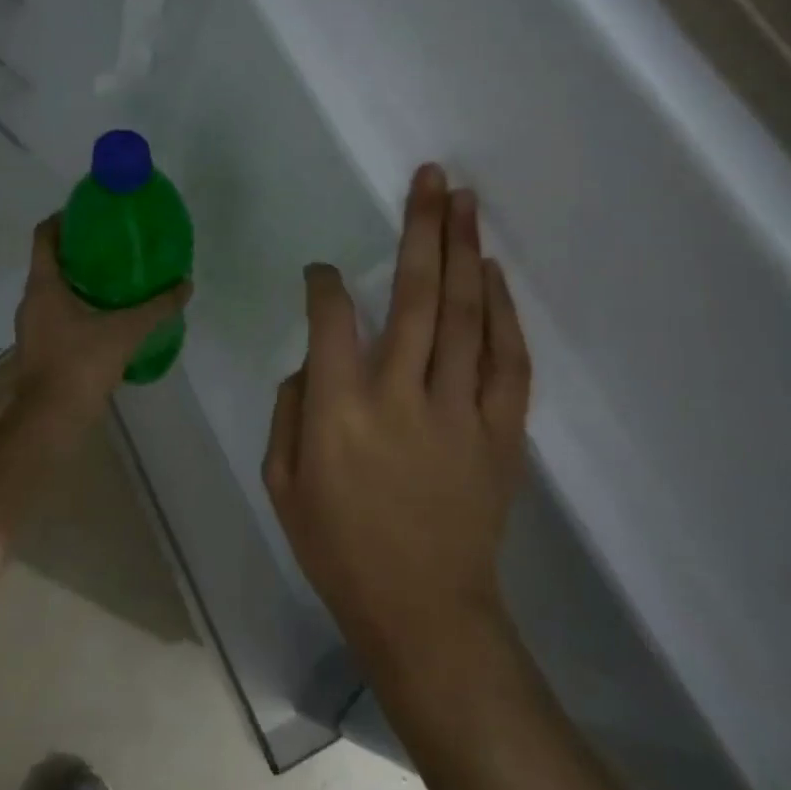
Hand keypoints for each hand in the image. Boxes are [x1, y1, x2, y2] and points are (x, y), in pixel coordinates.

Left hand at [13, 215, 191, 434]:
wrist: (51, 421)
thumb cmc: (81, 364)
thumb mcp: (127, 331)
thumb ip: (157, 307)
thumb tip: (185, 285)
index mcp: (43, 285)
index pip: (44, 235)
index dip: (63, 218)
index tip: (90, 213)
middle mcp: (31, 301)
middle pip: (50, 261)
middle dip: (79, 250)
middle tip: (113, 245)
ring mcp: (32, 327)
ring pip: (53, 291)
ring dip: (78, 281)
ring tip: (114, 280)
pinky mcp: (39, 349)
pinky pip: (57, 315)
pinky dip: (77, 307)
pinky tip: (106, 317)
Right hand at [264, 164, 532, 671]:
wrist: (425, 613)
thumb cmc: (340, 549)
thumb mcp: (283, 483)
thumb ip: (291, 409)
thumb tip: (315, 358)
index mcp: (339, 410)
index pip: (331, 318)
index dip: (325, 283)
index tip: (324, 271)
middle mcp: (400, 396)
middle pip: (415, 295)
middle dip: (420, 227)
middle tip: (431, 176)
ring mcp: (459, 411)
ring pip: (465, 314)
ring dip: (463, 251)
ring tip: (464, 200)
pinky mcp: (501, 432)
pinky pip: (507, 360)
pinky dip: (502, 312)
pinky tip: (491, 273)